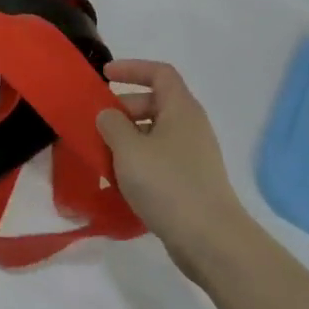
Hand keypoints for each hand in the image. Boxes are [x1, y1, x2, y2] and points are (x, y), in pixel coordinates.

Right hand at [97, 59, 249, 272]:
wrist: (210, 240)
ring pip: (155, 134)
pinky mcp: (191, 182)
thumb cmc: (168, 184)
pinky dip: (138, 162)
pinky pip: (159, 159)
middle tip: (97, 124)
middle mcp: (191, 127)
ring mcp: (193, 156)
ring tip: (102, 155)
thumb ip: (111, 124)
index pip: (159, 73)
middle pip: (155, 103)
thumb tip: (107, 115)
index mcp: (181, 109)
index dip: (131, 68)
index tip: (104, 76)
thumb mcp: (129, 149)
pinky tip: (119, 182)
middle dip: (123, 109)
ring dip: (127, 138)